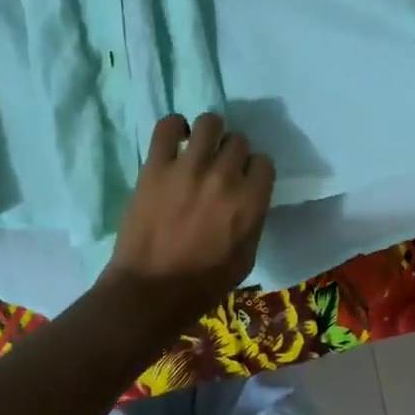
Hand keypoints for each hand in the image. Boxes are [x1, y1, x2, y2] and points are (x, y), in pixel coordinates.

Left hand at [102, 113, 275, 332]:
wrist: (150, 292)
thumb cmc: (203, 285)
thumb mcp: (246, 257)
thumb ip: (253, 219)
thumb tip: (248, 198)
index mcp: (251, 200)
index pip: (264, 162)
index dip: (254, 170)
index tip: (245, 180)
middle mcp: (225, 176)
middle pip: (238, 141)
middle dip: (232, 153)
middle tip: (220, 168)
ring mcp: (189, 168)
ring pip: (209, 123)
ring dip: (209, 132)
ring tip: (200, 145)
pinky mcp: (155, 167)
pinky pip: (167, 126)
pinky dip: (174, 126)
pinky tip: (175, 138)